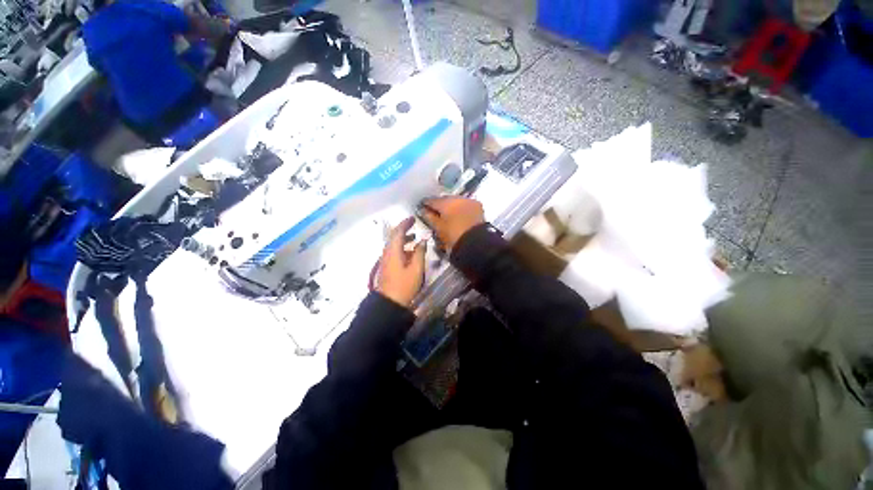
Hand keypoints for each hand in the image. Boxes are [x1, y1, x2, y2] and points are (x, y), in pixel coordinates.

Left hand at [376, 217, 426, 307]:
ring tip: (414, 238)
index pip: (398, 231)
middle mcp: (387, 252)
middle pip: (393, 236)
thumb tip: (422, 241)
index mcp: (394, 250)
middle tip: (413, 224)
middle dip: (403, 229)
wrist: (389, 302)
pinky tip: (410, 253)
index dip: (405, 223)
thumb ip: (419, 252)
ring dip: (403, 238)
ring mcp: (386, 259)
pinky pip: (393, 251)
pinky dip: (401, 247)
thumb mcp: (416, 269)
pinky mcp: (387, 266)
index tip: (413, 218)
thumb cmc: (404, 285)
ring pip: (393, 244)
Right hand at [419, 197, 484, 250]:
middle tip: (435, 212)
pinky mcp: (477, 206)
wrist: (476, 242)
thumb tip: (423, 211)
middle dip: (440, 205)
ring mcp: (468, 201)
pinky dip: (461, 208)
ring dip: (451, 206)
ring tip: (448, 215)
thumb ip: (430, 217)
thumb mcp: (439, 228)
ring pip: (456, 201)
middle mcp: (457, 198)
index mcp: (446, 203)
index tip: (423, 207)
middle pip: (445, 199)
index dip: (426, 204)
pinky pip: (465, 204)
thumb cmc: (454, 236)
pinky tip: (458, 215)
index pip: (432, 200)